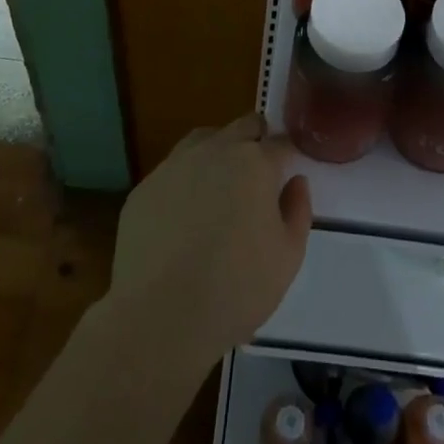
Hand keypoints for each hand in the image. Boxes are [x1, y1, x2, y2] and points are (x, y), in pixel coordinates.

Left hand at [105, 116, 310, 370]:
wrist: (160, 317)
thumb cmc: (236, 289)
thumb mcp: (288, 257)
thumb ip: (298, 210)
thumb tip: (295, 182)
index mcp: (255, 163)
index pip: (280, 143)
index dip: (288, 156)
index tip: (289, 172)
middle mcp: (215, 150)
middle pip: (243, 127)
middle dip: (256, 141)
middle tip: (258, 174)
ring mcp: (175, 165)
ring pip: (204, 140)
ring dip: (218, 152)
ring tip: (220, 187)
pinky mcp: (145, 187)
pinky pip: (173, 171)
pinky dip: (185, 182)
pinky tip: (184, 215)